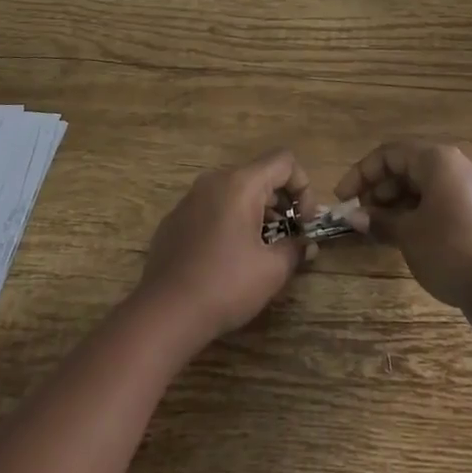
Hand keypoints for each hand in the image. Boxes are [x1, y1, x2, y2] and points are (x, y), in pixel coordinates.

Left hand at [136, 149, 309, 347]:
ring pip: (234, 191)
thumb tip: (306, 245)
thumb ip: (295, 250)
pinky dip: (229, 220)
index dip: (303, 187)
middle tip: (288, 236)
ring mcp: (190, 198)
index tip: (304, 222)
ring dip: (256, 211)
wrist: (164, 312)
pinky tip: (227, 257)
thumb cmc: (225, 285)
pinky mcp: (175, 219)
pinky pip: (212, 207)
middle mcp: (214, 180)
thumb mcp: (271, 271)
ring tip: (261, 249)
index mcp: (240, 184)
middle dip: (281, 201)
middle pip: (259, 174)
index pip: (283, 161)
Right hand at [336, 143, 471, 313]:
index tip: (342, 198)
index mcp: (438, 159)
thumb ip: (379, 220)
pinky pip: (440, 204)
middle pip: (408, 168)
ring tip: (378, 230)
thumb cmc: (450, 249)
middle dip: (379, 190)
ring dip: (397, 205)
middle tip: (360, 217)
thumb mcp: (408, 234)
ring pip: (424, 188)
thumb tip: (353, 216)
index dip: (361, 173)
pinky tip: (404, 239)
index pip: (390, 153)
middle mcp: (457, 167)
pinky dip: (418, 215)